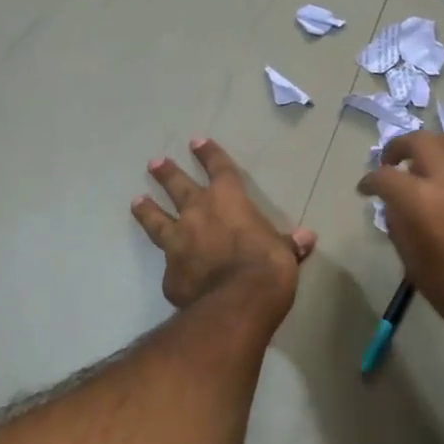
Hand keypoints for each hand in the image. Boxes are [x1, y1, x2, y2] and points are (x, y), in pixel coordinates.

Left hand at [132, 138, 316, 320]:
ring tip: (136, 202)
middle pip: (178, 186)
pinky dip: (170, 264)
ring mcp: (178, 244)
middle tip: (155, 163)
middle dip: (167, 173)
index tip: (197, 142)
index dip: (210, 155)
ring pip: (157, 220)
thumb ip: (289, 244)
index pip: (220, 169)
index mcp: (229, 201)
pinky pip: (169, 266)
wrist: (237, 302)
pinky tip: (169, 269)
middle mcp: (198, 214)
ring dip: (147, 210)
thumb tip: (307, 238)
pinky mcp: (170, 274)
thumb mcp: (285, 253)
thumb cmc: (268, 266)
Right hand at [357, 132, 443, 339]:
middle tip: (392, 163)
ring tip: (426, 163)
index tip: (365, 189)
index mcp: (422, 200)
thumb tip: (395, 207)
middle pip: (420, 140)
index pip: (386, 175)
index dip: (370, 181)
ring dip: (434, 145)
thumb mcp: (415, 267)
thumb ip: (400, 228)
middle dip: (399, 147)